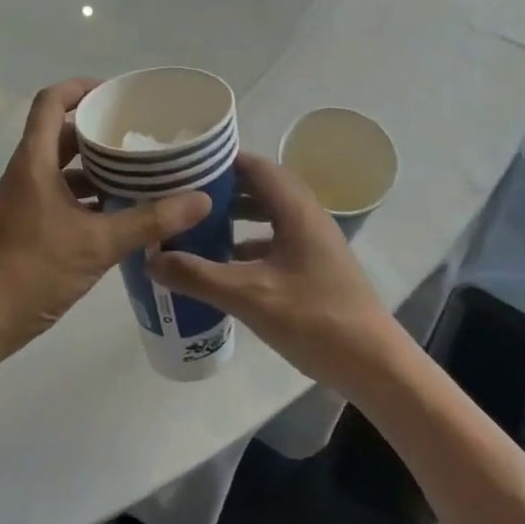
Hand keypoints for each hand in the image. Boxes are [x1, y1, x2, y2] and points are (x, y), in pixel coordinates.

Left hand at [0, 79, 210, 366]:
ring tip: (139, 171)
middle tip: (140, 135)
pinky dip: (88, 196)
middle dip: (100, 130)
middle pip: (62, 134)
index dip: (80, 88)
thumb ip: (150, 220)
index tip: (116, 94)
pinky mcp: (27, 226)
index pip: (50, 102)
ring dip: (97, 167)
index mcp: (34, 163)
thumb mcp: (98, 244)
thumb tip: (200, 198)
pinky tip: (120, 212)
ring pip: (63, 168)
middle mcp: (26, 174)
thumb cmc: (33, 271)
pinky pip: (61, 195)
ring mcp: (24, 201)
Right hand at [149, 152, 400, 394]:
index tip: (183, 166)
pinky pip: (276, 238)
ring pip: (269, 213)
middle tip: (183, 194)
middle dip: (223, 187)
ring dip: (237, 214)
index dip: (220, 161)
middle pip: (261, 186)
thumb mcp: (249, 296)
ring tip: (197, 223)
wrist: (372, 362)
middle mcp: (307, 215)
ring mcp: (314, 240)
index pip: (255, 166)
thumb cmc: (314, 319)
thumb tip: (152, 257)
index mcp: (296, 209)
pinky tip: (225, 261)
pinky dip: (250, 241)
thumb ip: (199, 276)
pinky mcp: (315, 264)